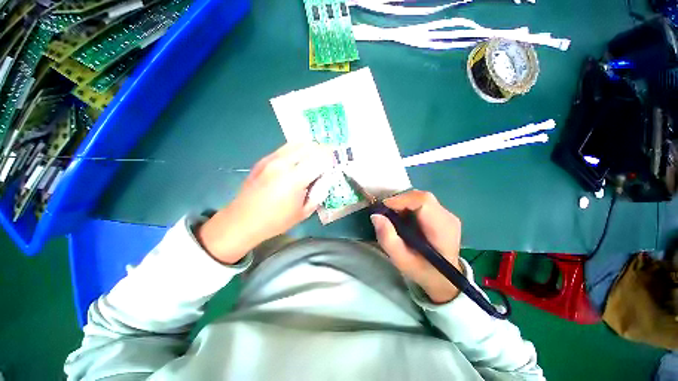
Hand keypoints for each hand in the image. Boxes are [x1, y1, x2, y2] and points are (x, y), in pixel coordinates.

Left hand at [197, 142, 333, 263]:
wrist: (242, 220)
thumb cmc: (276, 221)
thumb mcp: (304, 212)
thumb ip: (318, 193)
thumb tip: (326, 179)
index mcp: (294, 179)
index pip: (320, 159)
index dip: (331, 159)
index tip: (336, 163)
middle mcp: (283, 163)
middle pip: (310, 146)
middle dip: (323, 151)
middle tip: (328, 160)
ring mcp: (271, 159)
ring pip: (298, 143)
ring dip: (311, 148)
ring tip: (315, 158)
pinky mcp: (264, 159)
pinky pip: (286, 148)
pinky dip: (298, 150)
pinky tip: (299, 160)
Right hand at [371, 190, 461, 303]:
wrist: (443, 278)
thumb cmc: (422, 270)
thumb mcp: (401, 260)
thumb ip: (387, 239)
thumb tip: (375, 215)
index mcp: (442, 229)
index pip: (423, 201)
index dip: (402, 200)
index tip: (384, 208)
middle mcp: (448, 217)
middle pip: (421, 197)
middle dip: (399, 201)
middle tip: (386, 213)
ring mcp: (447, 214)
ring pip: (420, 198)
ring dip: (403, 204)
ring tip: (394, 217)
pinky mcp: (442, 213)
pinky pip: (421, 202)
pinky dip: (408, 206)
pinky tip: (403, 218)